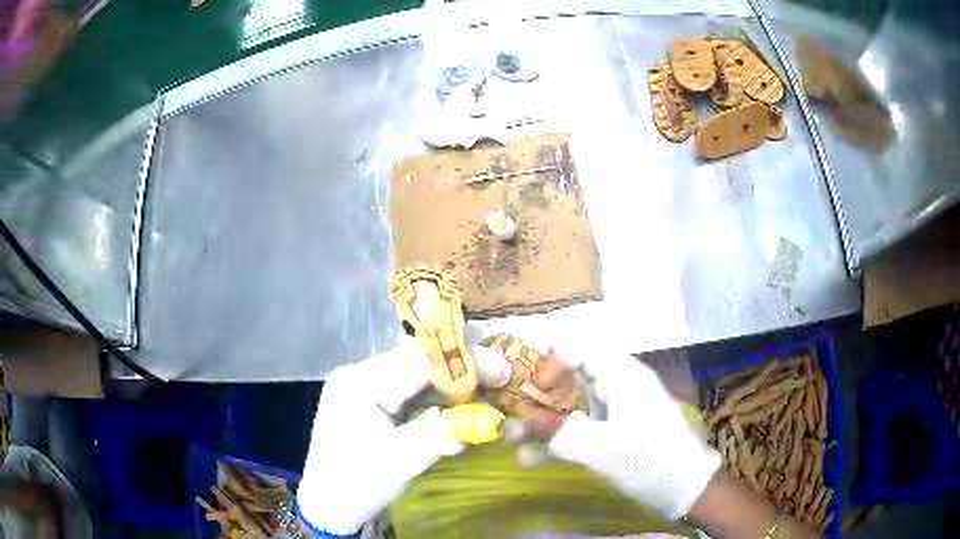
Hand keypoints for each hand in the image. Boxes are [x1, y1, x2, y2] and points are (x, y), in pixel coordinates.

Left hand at [295, 325, 511, 535]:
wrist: (326, 505)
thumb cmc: (356, 484)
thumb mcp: (400, 462)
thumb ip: (441, 433)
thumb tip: (486, 418)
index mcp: (360, 383)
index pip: (420, 360)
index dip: (466, 362)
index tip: (504, 370)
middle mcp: (358, 374)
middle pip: (418, 361)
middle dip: (461, 371)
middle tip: (499, 383)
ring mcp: (361, 386)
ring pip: (415, 374)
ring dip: (450, 385)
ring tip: (484, 394)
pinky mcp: (366, 400)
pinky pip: (407, 390)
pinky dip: (434, 398)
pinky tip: (454, 407)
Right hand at [517, 348, 721, 520]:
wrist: (686, 487)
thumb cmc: (649, 459)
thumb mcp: (600, 447)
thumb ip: (556, 433)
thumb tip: (512, 424)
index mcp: (620, 375)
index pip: (578, 348)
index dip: (549, 362)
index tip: (530, 389)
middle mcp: (618, 385)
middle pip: (571, 375)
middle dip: (538, 395)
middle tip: (511, 414)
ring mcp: (618, 409)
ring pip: (573, 404)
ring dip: (544, 422)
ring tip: (515, 442)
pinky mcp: (617, 432)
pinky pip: (581, 426)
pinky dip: (559, 438)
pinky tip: (534, 459)